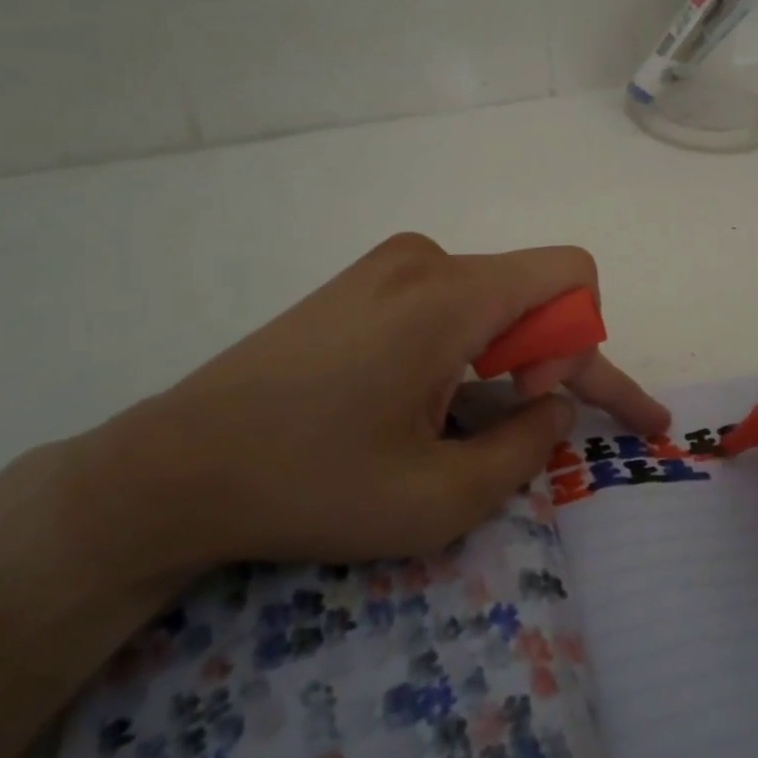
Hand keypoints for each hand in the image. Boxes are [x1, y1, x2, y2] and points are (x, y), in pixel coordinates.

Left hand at [83, 234, 669, 577]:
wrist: (175, 469)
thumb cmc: (312, 485)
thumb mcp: (440, 498)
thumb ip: (528, 447)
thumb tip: (556, 406)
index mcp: (450, 295)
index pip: (572, 275)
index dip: (583, 342)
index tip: (538, 401)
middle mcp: (426, 259)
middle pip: (533, 292)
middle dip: (555, 359)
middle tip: (543, 426)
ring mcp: (387, 266)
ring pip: (492, 300)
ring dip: (509, 359)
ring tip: (471, 424)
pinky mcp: (361, 283)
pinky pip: (447, 302)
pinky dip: (468, 349)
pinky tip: (431, 401)